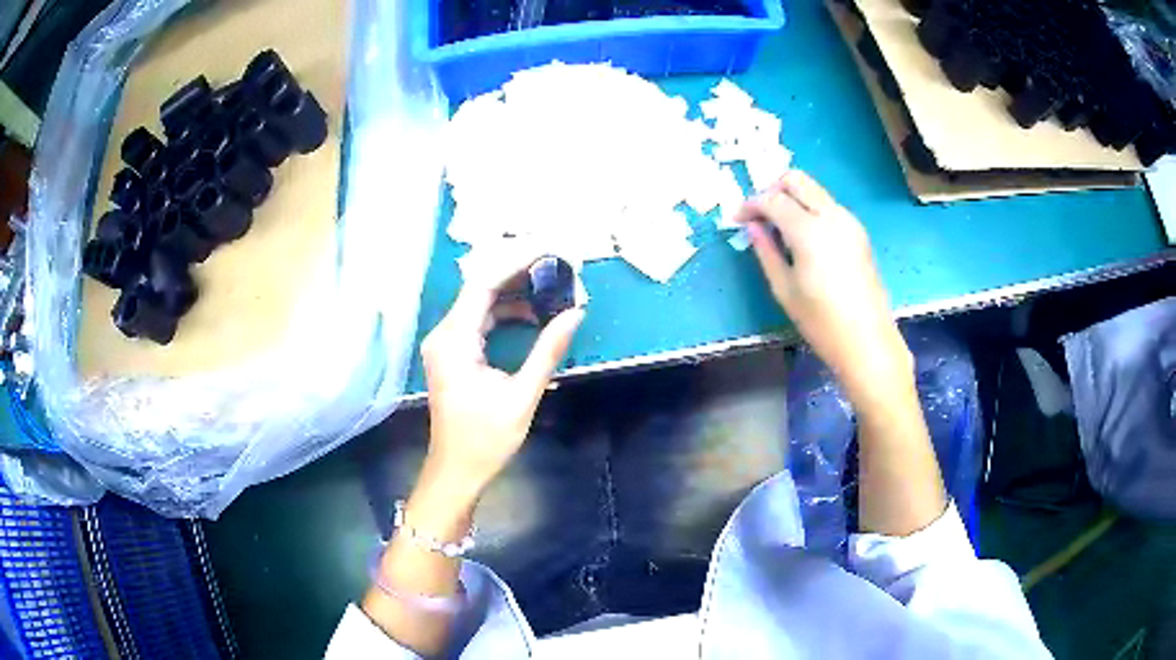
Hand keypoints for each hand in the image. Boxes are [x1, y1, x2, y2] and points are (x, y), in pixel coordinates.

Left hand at [420, 247, 584, 496]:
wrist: (456, 470)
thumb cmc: (485, 439)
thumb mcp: (522, 395)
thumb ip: (548, 350)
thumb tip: (576, 313)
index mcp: (454, 340)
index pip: (483, 285)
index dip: (516, 263)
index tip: (549, 251)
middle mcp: (443, 334)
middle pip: (480, 289)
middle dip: (519, 275)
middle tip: (557, 267)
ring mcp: (445, 343)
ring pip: (479, 304)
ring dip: (513, 294)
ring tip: (551, 288)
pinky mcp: (452, 353)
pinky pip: (478, 321)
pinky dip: (504, 314)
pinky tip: (531, 315)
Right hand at [737, 171, 911, 400]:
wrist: (867, 341)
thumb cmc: (821, 322)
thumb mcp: (784, 289)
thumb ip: (766, 251)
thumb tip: (752, 227)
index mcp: (810, 231)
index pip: (773, 199)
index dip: (751, 204)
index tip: (737, 219)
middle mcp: (832, 215)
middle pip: (796, 180)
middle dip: (772, 189)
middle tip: (759, 214)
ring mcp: (849, 221)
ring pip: (814, 189)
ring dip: (792, 197)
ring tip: (777, 226)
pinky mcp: (858, 232)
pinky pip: (828, 205)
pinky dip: (809, 208)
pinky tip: (801, 236)